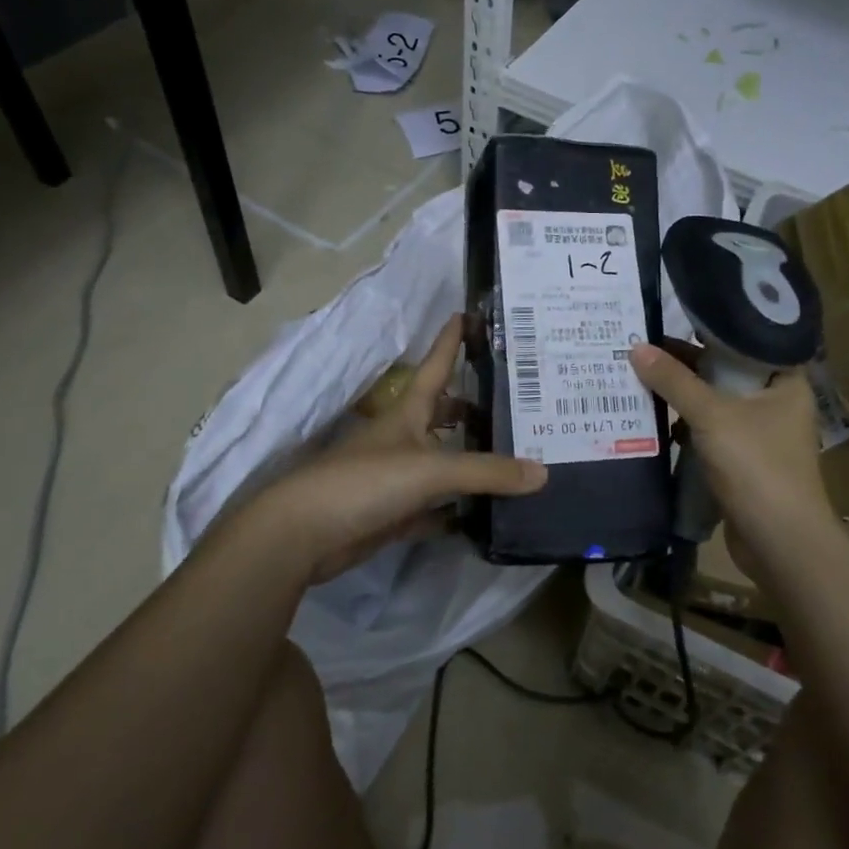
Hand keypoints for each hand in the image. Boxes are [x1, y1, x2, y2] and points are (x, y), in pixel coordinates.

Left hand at [236, 315, 545, 584]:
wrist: (305, 534)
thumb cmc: (364, 482)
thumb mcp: (430, 469)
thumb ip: (487, 471)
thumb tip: (543, 472)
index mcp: (408, 412)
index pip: (436, 366)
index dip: (451, 340)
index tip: (471, 314)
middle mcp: (404, 439)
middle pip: (444, 415)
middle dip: (474, 408)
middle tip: (519, 407)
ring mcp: (398, 477)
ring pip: (443, 461)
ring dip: (471, 460)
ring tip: (516, 456)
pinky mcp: (395, 513)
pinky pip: (436, 507)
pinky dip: (458, 508)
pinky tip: (488, 511)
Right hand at [627, 343, 837, 584]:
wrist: (780, 542)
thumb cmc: (756, 466)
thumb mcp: (711, 415)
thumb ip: (674, 380)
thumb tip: (636, 347)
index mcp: (785, 381)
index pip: (748, 340)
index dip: (711, 329)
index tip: (673, 317)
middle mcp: (777, 403)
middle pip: (726, 372)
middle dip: (687, 365)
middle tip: (644, 347)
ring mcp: (760, 435)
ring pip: (715, 404)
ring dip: (683, 397)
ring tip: (640, 377)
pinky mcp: (743, 463)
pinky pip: (710, 433)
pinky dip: (686, 428)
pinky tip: (655, 421)